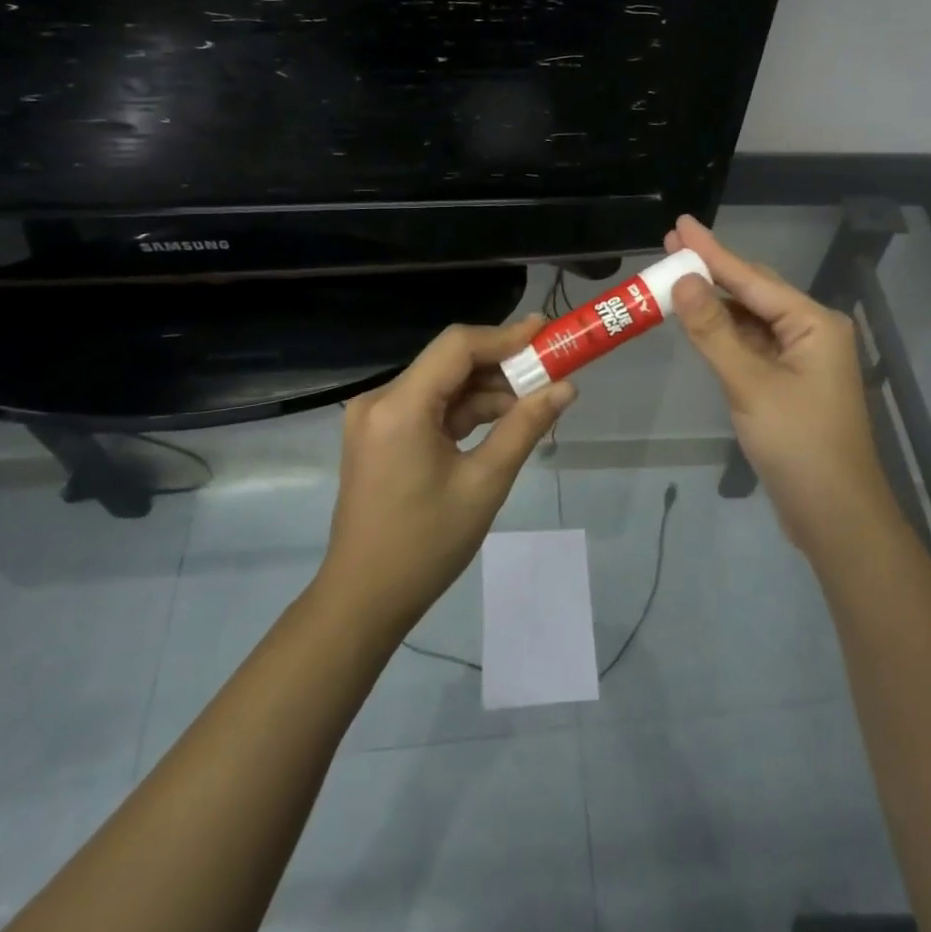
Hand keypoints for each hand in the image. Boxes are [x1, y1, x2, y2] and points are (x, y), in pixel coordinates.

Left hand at [320, 317, 577, 634]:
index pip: (457, 346)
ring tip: (534, 401)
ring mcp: (376, 418)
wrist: (364, 599)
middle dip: (502, 365)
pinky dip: (465, 411)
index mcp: (400, 406)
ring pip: (442, 385)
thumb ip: (525, 427)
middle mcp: (380, 400)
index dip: (506, 335)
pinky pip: (429, 407)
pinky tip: (502, 420)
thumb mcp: (485, 483)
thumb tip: (566, 388)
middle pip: (449, 362)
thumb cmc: (426, 545)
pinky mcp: (380, 435)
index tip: (548, 332)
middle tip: (550, 371)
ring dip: (486, 390)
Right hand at [666, 215, 897, 562]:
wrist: (835, 513)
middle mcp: (812, 331)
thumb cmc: (797, 444)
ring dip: (716, 304)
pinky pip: (754, 345)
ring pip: (753, 319)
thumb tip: (684, 281)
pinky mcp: (791, 382)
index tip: (680, 224)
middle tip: (670, 248)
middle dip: (712, 271)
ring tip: (676, 281)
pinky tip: (701, 324)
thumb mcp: (749, 383)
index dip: (712, 250)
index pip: (751, 278)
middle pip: (754, 291)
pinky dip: (727, 334)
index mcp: (813, 323)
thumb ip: (714, 331)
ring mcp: (803, 358)